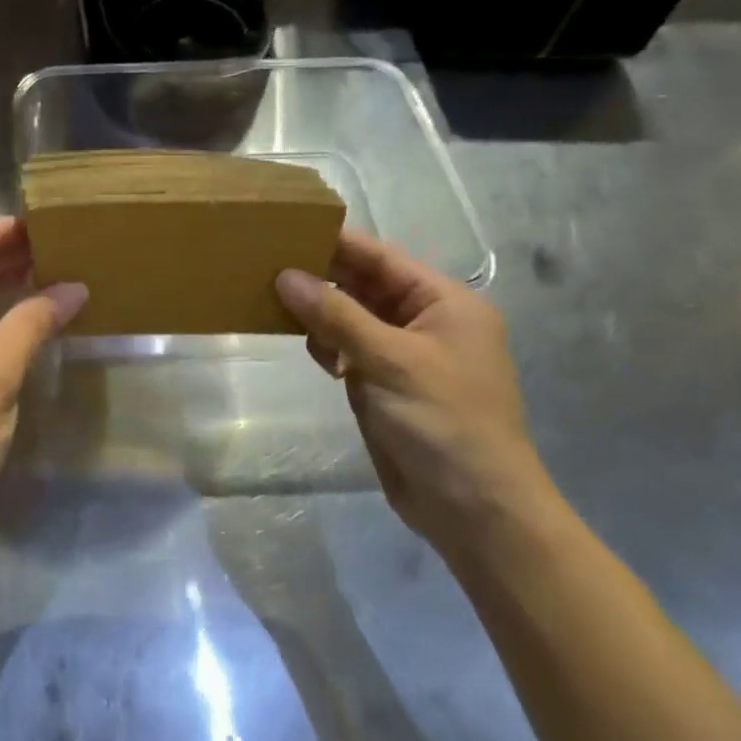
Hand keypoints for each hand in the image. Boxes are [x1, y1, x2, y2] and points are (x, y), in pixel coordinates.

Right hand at [275, 227, 556, 560]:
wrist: (475, 513)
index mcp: (444, 303)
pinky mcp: (384, 384)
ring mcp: (404, 354)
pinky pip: (347, 348)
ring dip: (318, 310)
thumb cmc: (444, 423)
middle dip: (320, 275)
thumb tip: (285, 276)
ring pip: (350, 316)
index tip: (285, 228)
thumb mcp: (390, 361)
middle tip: (265, 263)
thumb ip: (336, 315)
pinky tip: (305, 344)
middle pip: (364, 285)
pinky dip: (325, 343)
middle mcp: (425, 321)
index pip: (382, 258)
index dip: (336, 242)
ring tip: (271, 298)